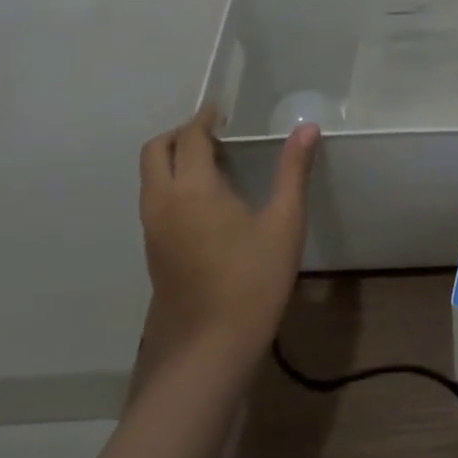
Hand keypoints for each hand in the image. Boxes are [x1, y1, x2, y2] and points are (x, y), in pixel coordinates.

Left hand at [136, 106, 319, 372]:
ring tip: (213, 162)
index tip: (222, 110)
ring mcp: (152, 228)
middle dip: (182, 133)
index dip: (205, 118)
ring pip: (150, 176)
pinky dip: (171, 181)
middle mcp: (162, 201)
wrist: (211, 346)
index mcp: (192, 188)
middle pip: (156, 150)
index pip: (191, 137)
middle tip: (216, 133)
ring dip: (173, 157)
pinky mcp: (153, 250)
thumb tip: (307, 128)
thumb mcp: (284, 222)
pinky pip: (154, 198)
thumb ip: (293, 171)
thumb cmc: (253, 279)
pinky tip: (205, 200)